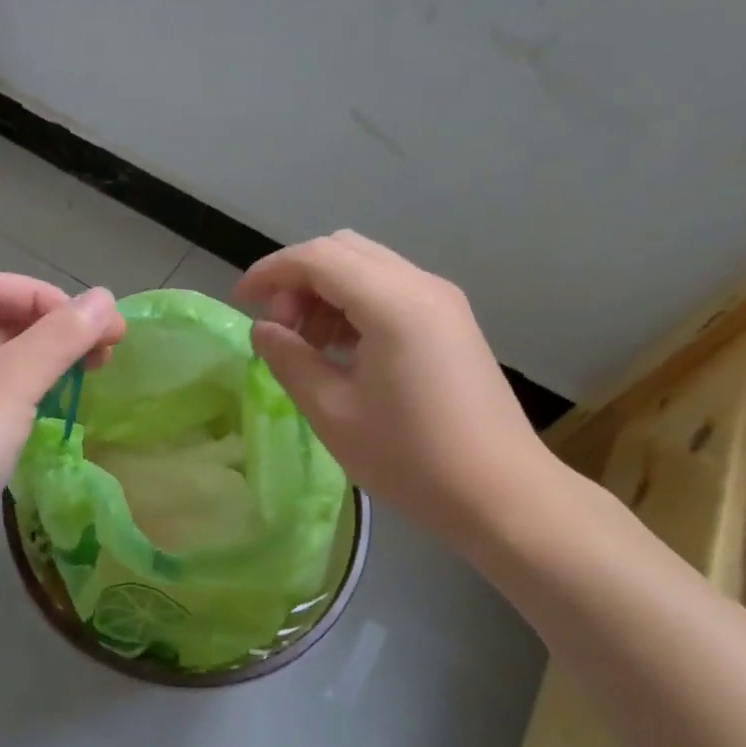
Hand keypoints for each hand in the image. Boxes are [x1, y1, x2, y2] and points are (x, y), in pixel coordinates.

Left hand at [0, 273, 124, 597]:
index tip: (93, 324)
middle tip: (107, 352)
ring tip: (92, 375)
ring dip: (47, 362)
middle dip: (54, 330)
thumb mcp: (13, 382)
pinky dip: (30, 393)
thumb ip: (61, 336)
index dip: (47, 297)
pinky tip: (58, 407)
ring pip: (0, 362)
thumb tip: (106, 297)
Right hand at [235, 231, 562, 551]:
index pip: (316, 257)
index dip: (270, 271)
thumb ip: (290, 359)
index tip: (241, 302)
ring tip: (309, 345)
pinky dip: (355, 303)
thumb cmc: (412, 459)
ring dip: (326, 291)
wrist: (505, 496)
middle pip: (342, 250)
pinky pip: (390, 288)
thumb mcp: (333, 412)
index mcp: (392, 302)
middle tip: (280, 328)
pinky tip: (344, 350)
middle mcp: (420, 285)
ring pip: (367, 266)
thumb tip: (263, 329)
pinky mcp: (452, 321)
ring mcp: (442, 300)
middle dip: (299, 279)